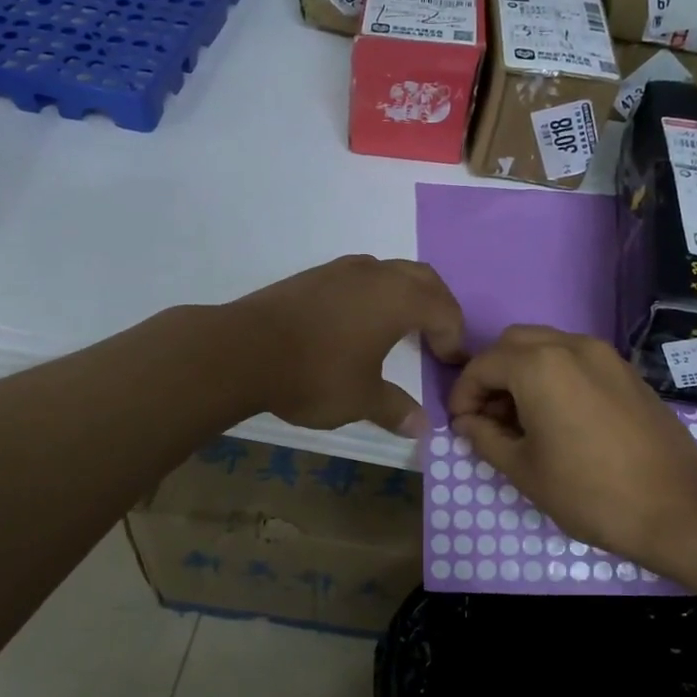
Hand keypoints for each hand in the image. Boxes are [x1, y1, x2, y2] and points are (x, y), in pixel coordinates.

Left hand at [228, 255, 466, 435]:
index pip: (444, 309)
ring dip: (406, 294)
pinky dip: (375, 294)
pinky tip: (359, 322)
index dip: (454, 337)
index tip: (451, 362)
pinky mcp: (312, 276)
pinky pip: (360, 277)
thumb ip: (395, 408)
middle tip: (439, 337)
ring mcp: (340, 270)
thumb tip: (422, 426)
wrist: (242, 350)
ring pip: (389, 272)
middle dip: (439, 306)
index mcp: (398, 299)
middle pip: (423, 278)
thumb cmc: (314, 374)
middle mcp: (375, 274)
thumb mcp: (361, 399)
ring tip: (402, 326)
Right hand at [444, 325, 696, 569]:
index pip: (483, 365)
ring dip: (523, 372)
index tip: (461, 425)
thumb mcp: (523, 469)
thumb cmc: (588, 492)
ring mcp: (604, 355)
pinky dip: (554, 375)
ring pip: (546, 346)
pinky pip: (576, 359)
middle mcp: (571, 346)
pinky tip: (559, 416)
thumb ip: (484, 437)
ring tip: (522, 419)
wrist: (675, 508)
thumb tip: (467, 422)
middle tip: (488, 417)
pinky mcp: (626, 371)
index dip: (463, 394)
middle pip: (513, 344)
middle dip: (492, 375)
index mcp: (539, 366)